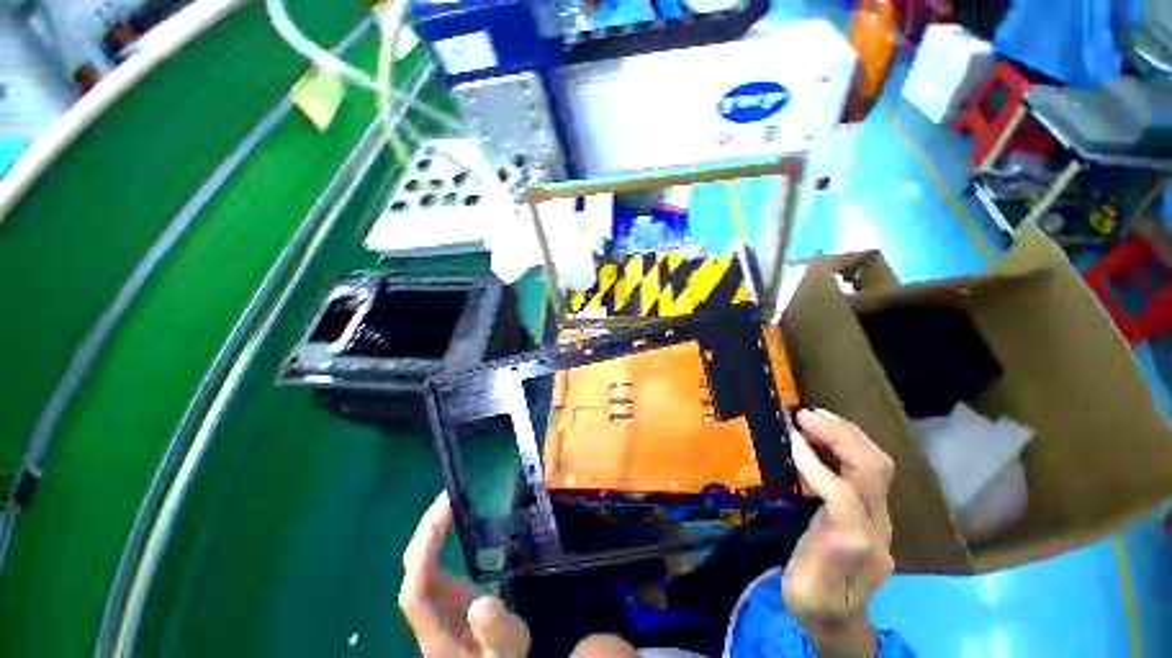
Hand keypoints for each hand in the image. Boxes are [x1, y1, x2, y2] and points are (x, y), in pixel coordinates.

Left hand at [399, 491, 530, 657]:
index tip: (439, 522)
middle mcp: (427, 613)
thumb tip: (482, 604)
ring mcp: (433, 602)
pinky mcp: (443, 596)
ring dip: (429, 531)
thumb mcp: (505, 650)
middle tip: (447, 498)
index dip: (421, 557)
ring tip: (449, 502)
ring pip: (418, 564)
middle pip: (411, 571)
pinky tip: (451, 522)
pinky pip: (431, 563)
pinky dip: (436, 539)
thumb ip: (496, 631)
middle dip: (424, 533)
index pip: (414, 591)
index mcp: (435, 630)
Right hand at [783, 409, 894, 656]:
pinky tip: (827, 433)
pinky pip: (869, 468)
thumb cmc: (814, 603)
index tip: (791, 438)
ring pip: (877, 465)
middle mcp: (877, 529)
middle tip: (805, 415)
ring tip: (816, 415)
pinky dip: (849, 443)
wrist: (841, 620)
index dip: (816, 465)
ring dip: (848, 434)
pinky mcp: (874, 511)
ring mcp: (880, 518)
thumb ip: (814, 560)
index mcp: (856, 550)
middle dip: (840, 437)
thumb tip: (826, 521)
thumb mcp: (802, 591)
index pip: (844, 497)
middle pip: (872, 472)